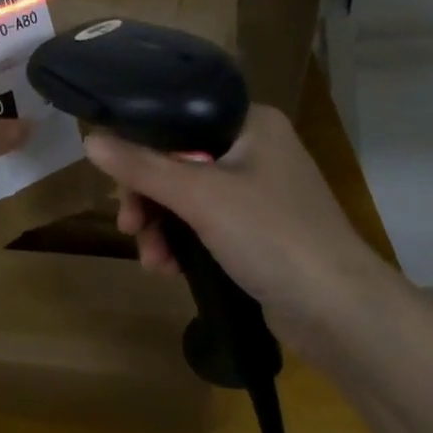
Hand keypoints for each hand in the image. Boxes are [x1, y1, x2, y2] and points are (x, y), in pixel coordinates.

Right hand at [83, 106, 379, 325]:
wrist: (342, 314)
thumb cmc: (273, 235)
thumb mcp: (200, 196)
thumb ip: (142, 166)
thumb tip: (89, 139)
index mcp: (250, 123)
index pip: (179, 118)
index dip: (141, 145)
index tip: (117, 180)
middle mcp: (255, 149)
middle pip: (178, 159)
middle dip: (148, 196)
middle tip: (129, 225)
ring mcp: (258, 193)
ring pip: (187, 196)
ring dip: (161, 225)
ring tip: (151, 259)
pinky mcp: (258, 232)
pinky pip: (204, 225)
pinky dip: (182, 242)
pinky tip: (167, 269)